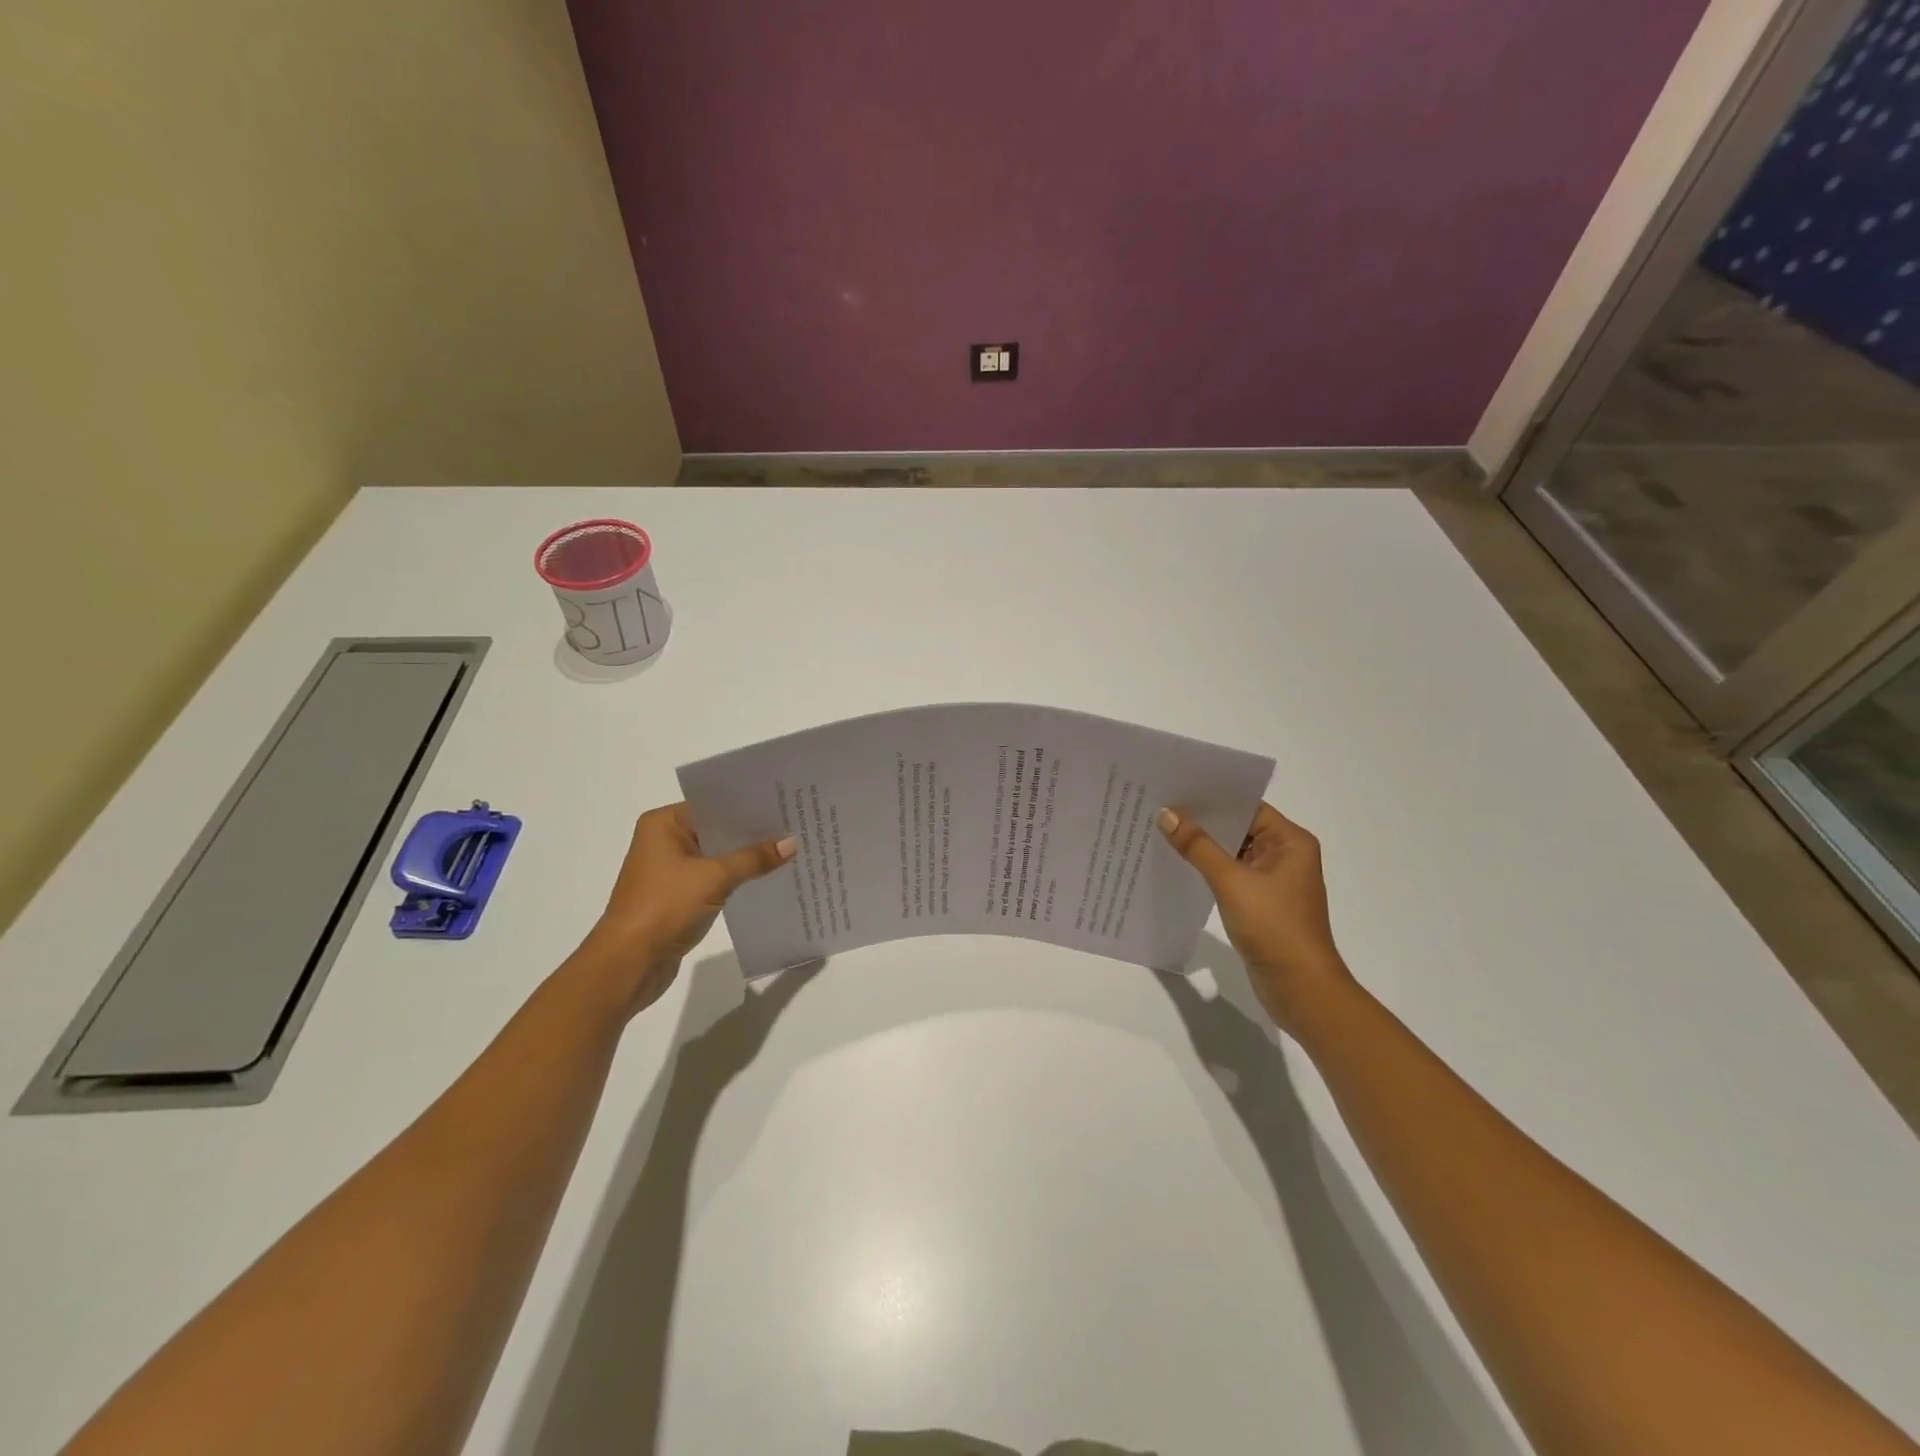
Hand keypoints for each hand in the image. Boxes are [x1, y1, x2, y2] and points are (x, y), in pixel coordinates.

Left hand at [575, 803, 795, 1016]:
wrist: (629, 963)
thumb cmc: (664, 907)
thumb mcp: (714, 878)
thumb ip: (754, 858)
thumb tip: (792, 843)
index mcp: (664, 824)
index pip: (714, 805)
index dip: (749, 805)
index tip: (784, 802)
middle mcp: (664, 840)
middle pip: (717, 829)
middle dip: (752, 832)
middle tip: (795, 824)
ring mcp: (670, 870)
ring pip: (718, 855)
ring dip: (746, 857)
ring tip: (789, 848)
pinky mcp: (678, 895)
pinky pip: (714, 877)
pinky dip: (737, 877)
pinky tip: (768, 876)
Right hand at [1158, 801, 1353, 1033]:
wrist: (1300, 988)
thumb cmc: (1274, 926)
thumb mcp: (1232, 881)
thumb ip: (1198, 846)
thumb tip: (1167, 814)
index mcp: (1290, 842)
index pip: (1248, 806)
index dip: (1214, 797)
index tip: (1177, 787)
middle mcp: (1285, 855)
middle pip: (1239, 828)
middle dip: (1203, 820)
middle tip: (1160, 806)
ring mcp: (1273, 881)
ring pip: (1232, 853)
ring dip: (1203, 846)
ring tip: (1161, 830)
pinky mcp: (1261, 903)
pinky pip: (1231, 876)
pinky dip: (1208, 869)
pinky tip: (1178, 865)